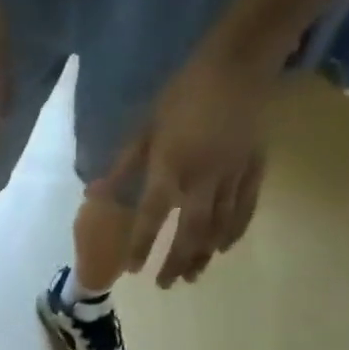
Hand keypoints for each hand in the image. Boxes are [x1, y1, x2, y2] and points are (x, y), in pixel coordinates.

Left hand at [111, 42, 278, 287]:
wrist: (238, 64)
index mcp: (170, 166)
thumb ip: (122, 167)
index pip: (151, 216)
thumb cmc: (181, 94)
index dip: (141, 244)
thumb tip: (94, 196)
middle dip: (176, 262)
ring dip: (203, 255)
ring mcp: (231, 176)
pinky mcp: (254, 169)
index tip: (133, 269)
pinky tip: (224, 248)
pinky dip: (234, 231)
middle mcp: (201, 179)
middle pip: (189, 232)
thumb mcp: (144, 129)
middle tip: (165, 285)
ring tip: (192, 276)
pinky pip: (245, 208)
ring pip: (218, 226)